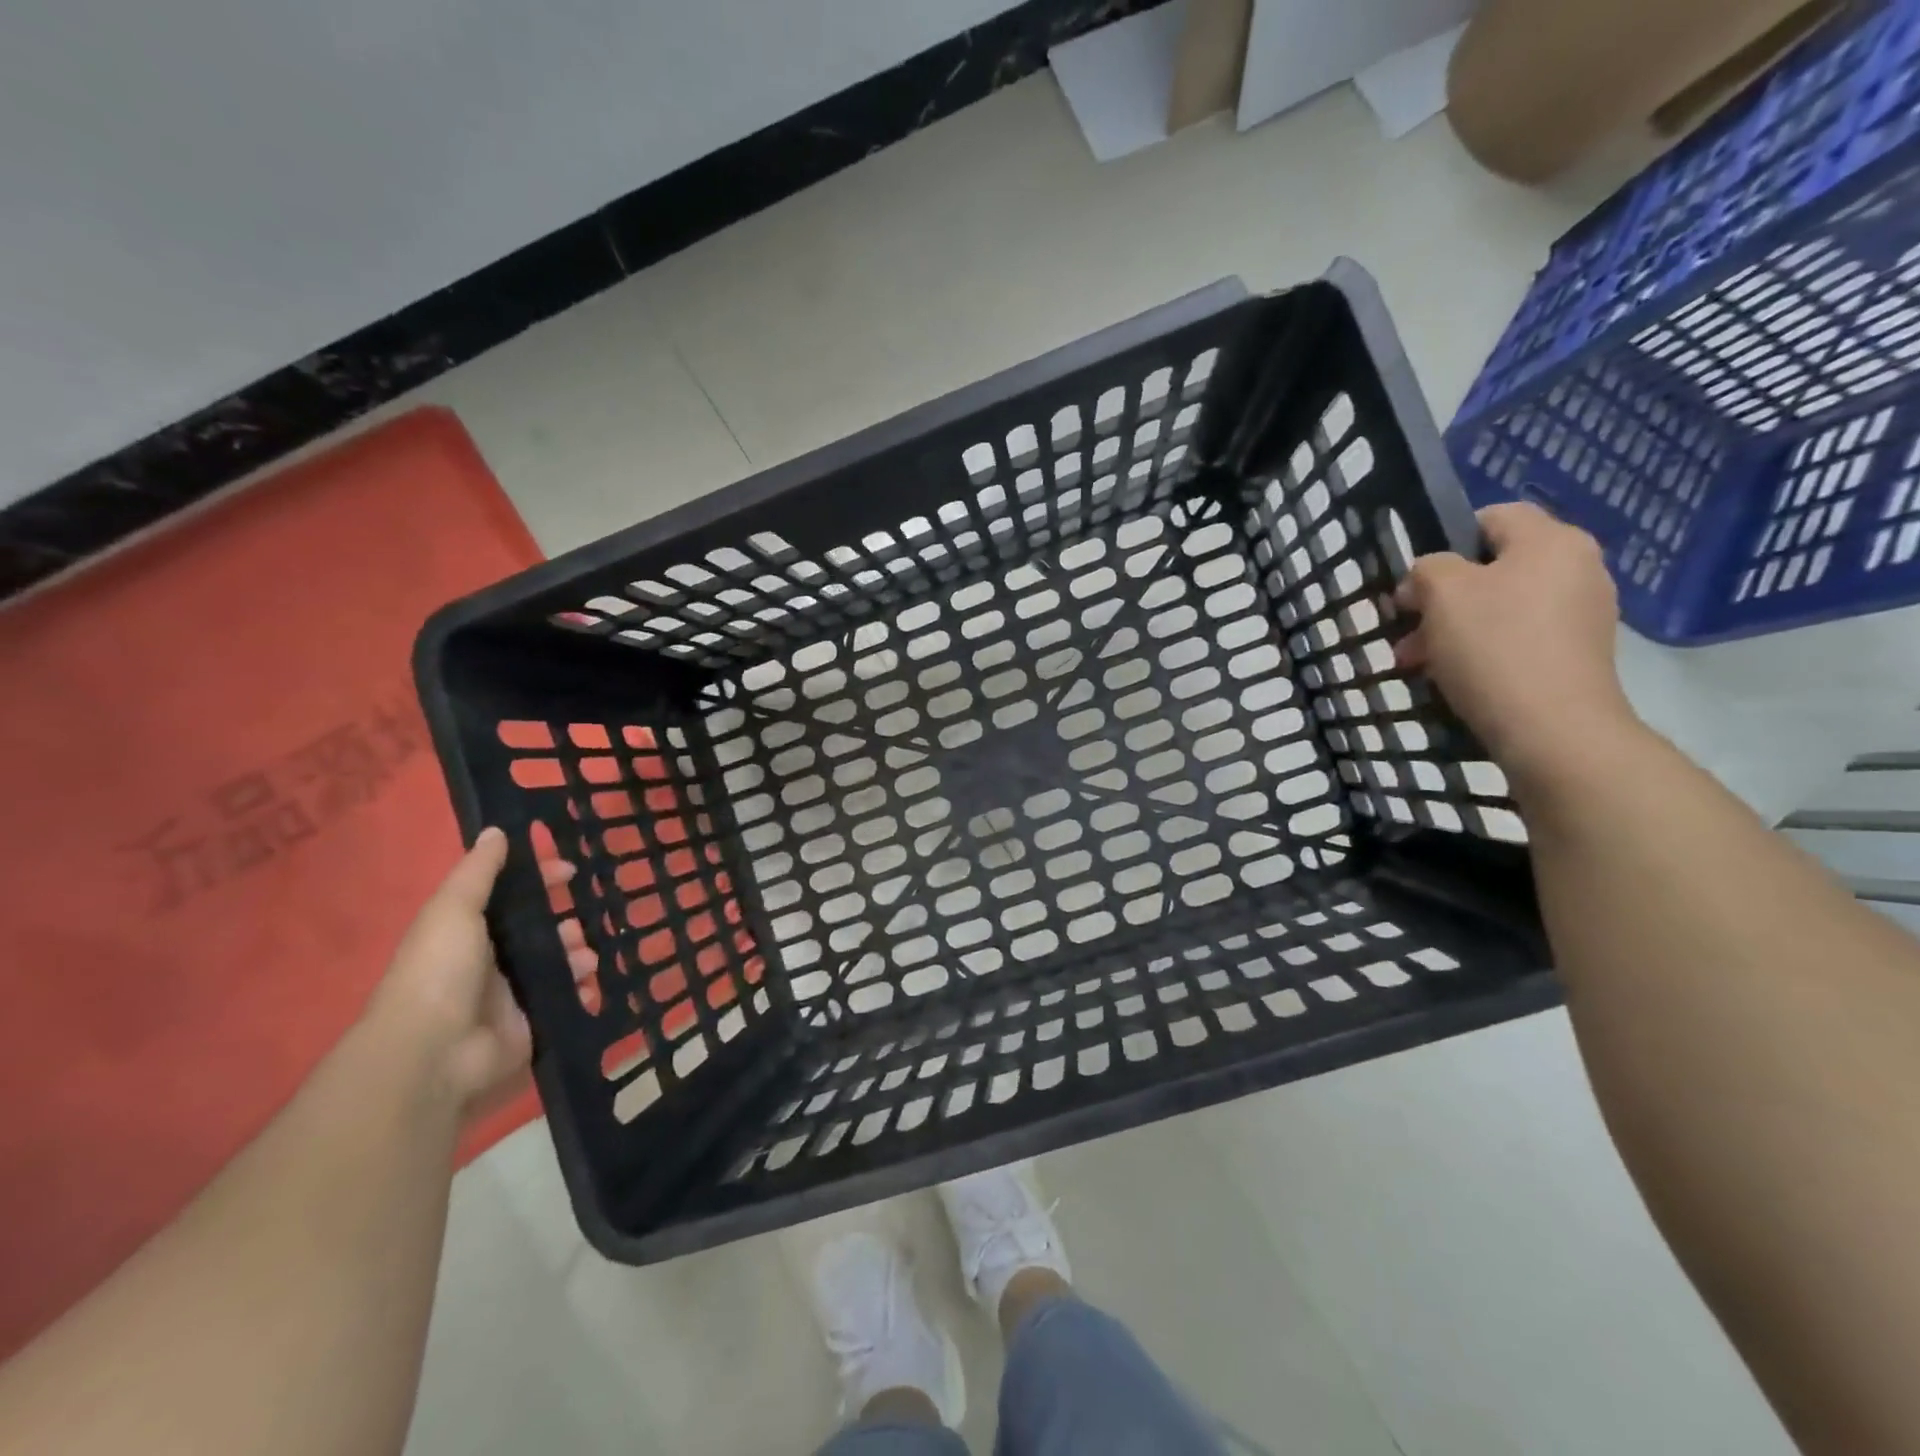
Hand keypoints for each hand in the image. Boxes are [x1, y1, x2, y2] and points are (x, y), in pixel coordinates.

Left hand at [368, 827, 571, 1118]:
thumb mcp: (453, 910)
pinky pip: (568, 999)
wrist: (434, 1053)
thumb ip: (478, 872)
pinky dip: (583, 990)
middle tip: (581, 924)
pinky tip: (589, 984)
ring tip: (585, 958)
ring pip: (559, 963)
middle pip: (541, 932)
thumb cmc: (439, 971)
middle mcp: (492, 962)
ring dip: (579, 954)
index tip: (570, 871)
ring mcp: (513, 995)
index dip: (540, 881)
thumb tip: (497, 830)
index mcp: (470, 932)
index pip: (513, 898)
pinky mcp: (533, 1024)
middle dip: (567, 923)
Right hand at [1392, 502, 1638, 786]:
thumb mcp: (1442, 593)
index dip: (1445, 540)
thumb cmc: (1493, 646)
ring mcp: (1582, 614)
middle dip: (1441, 597)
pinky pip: (1516, 638)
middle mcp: (1577, 568)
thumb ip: (1427, 569)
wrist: (1552, 728)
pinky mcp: (1576, 654)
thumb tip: (1427, 579)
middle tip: (1406, 628)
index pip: (1492, 517)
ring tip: (1416, 662)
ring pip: (1499, 607)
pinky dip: (1481, 651)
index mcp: (1552, 541)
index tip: (1415, 581)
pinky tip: (1451, 678)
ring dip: (1452, 628)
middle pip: (1492, 568)